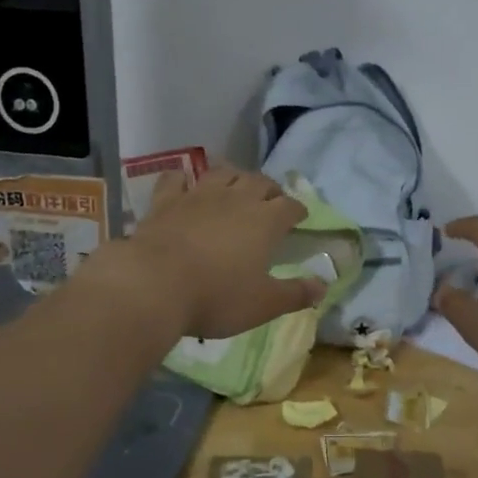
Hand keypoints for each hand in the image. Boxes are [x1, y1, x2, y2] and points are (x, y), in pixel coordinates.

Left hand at [99, 164, 323, 338]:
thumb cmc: (216, 297)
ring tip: (236, 185)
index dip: (298, 210)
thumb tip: (323, 286)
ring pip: (222, 172)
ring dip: (233, 176)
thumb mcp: (263, 304)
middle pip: (259, 181)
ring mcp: (198, 195)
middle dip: (270, 189)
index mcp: (265, 221)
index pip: (290, 206)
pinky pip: (177, 179)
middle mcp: (235, 199)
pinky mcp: (165, 201)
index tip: (300, 218)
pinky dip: (183, 179)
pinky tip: (184, 184)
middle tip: (271, 200)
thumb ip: (296, 294)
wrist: (154, 285)